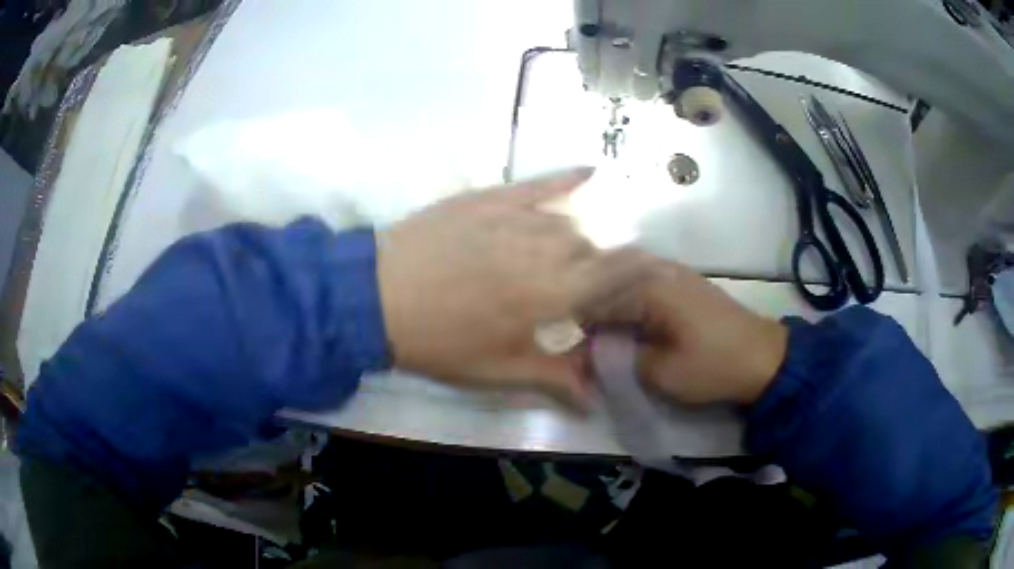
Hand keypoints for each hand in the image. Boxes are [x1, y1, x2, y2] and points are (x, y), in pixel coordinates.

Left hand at [376, 168, 654, 406]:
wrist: (378, 295)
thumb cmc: (439, 340)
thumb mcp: (496, 370)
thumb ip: (552, 378)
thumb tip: (593, 400)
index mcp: (554, 293)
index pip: (616, 274)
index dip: (640, 271)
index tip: (651, 274)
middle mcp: (547, 248)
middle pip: (589, 250)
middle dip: (590, 270)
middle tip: (570, 290)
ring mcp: (518, 216)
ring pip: (567, 224)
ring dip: (571, 242)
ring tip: (552, 258)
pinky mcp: (492, 197)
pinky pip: (540, 183)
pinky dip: (567, 178)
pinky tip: (589, 171)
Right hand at [591, 260, 788, 405]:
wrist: (764, 357)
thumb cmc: (713, 366)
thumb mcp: (661, 373)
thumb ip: (617, 360)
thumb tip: (584, 356)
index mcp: (648, 287)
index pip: (593, 301)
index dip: (575, 329)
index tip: (568, 354)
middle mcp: (656, 269)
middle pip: (603, 281)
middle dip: (586, 311)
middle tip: (581, 343)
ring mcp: (671, 270)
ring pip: (620, 277)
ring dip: (604, 302)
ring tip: (597, 332)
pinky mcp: (682, 280)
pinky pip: (640, 279)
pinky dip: (624, 297)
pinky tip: (623, 319)